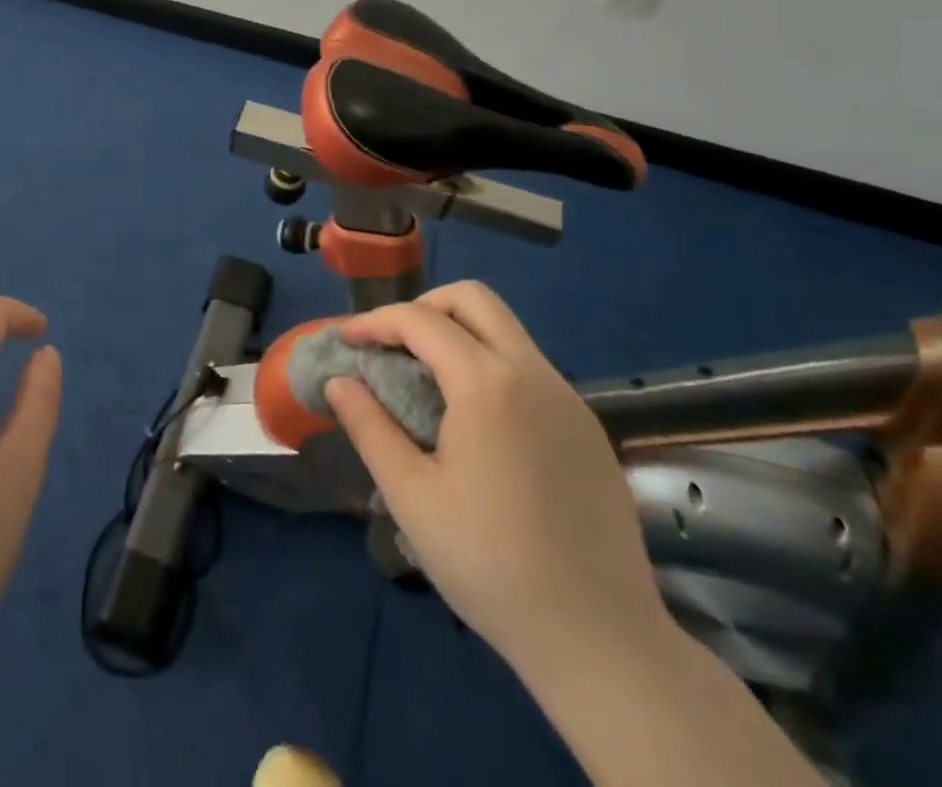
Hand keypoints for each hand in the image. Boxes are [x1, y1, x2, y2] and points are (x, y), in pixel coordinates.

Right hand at [326, 283, 668, 671]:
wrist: (603, 642)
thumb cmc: (492, 566)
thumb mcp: (411, 497)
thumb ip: (370, 427)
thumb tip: (339, 382)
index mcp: (488, 385)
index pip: (421, 320)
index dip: (375, 322)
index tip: (344, 341)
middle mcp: (533, 374)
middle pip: (473, 300)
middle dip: (423, 308)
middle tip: (391, 346)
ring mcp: (568, 399)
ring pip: (506, 331)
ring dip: (458, 335)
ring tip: (425, 382)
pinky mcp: (587, 428)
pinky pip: (529, 369)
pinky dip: (490, 367)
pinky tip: (475, 423)